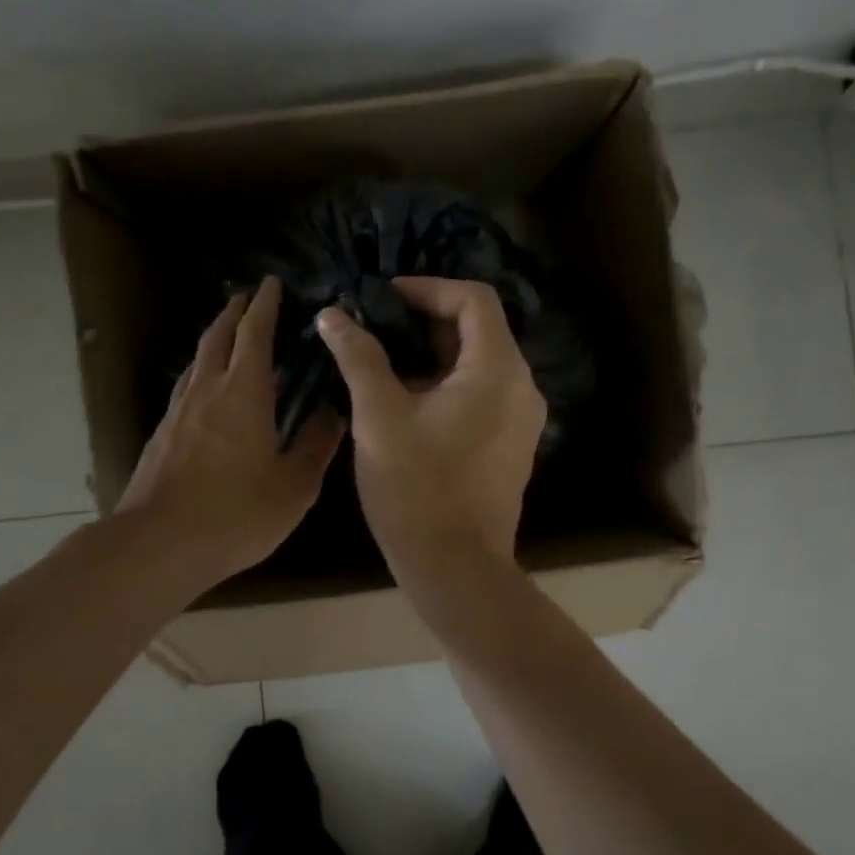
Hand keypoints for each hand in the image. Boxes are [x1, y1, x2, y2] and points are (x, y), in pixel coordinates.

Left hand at [117, 278, 342, 586]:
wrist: (159, 544)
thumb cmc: (236, 512)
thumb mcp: (294, 485)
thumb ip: (316, 444)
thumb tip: (334, 412)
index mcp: (245, 392)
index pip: (255, 333)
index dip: (265, 306)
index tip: (272, 283)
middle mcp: (208, 390)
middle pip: (218, 336)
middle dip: (234, 312)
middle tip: (247, 298)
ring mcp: (179, 411)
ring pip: (198, 360)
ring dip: (214, 339)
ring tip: (228, 334)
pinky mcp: (162, 434)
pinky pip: (186, 387)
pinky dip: (202, 372)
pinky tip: (206, 389)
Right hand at [317, 277, 545, 575]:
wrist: (456, 567)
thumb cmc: (416, 488)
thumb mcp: (379, 417)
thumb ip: (358, 357)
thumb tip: (333, 315)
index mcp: (497, 369)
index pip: (474, 298)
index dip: (428, 288)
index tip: (383, 298)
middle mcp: (521, 385)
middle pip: (478, 329)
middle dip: (424, 320)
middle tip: (375, 326)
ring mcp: (520, 417)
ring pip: (478, 363)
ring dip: (432, 353)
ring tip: (381, 361)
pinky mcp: (511, 443)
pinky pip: (481, 393)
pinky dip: (446, 383)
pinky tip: (404, 399)